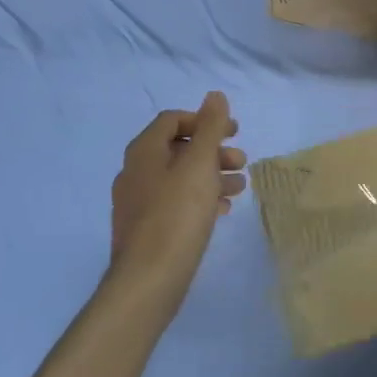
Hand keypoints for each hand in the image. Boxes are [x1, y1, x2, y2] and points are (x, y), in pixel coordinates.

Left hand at [108, 92, 245, 313]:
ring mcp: (137, 203)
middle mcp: (135, 172)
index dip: (205, 120)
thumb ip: (210, 127)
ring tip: (239, 187)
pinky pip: (175, 202)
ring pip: (179, 177)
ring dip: (211, 175)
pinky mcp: (145, 229)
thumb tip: (215, 95)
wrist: (148, 281)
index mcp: (144, 151)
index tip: (233, 132)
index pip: (173, 120)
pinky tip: (221, 211)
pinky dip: (200, 198)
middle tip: (242, 162)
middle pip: (178, 148)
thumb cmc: (177, 214)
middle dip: (213, 151)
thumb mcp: (200, 164)